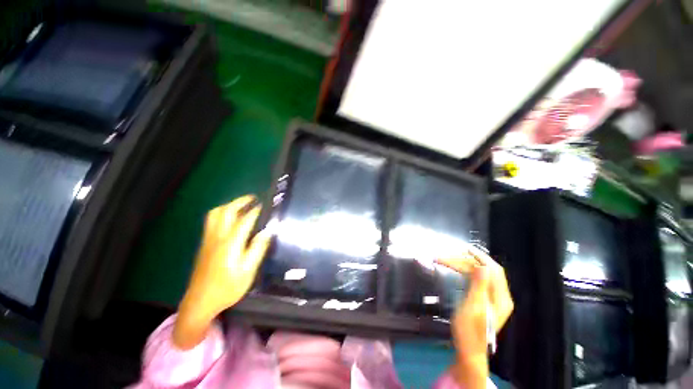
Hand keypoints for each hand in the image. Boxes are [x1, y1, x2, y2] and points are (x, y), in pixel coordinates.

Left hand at [173, 195, 270, 349]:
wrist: (199, 302)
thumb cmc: (227, 288)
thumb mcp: (247, 272)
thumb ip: (257, 250)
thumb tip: (267, 232)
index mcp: (230, 244)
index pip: (244, 220)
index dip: (256, 211)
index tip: (266, 205)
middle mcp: (217, 237)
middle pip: (226, 211)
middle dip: (240, 201)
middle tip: (253, 199)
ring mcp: (208, 240)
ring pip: (215, 214)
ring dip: (229, 205)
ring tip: (242, 205)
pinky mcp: (204, 244)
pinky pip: (212, 221)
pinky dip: (223, 213)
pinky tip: (231, 218)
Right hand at [437, 246, 513, 388]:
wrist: (469, 351)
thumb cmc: (470, 331)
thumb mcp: (473, 308)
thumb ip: (479, 286)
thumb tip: (482, 266)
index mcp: (501, 298)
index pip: (494, 270)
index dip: (481, 257)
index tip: (465, 248)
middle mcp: (500, 296)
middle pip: (486, 271)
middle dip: (466, 261)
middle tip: (448, 256)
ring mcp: (493, 299)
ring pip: (480, 275)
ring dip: (464, 266)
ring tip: (448, 261)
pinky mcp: (485, 301)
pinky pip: (477, 281)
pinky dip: (466, 273)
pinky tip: (457, 270)